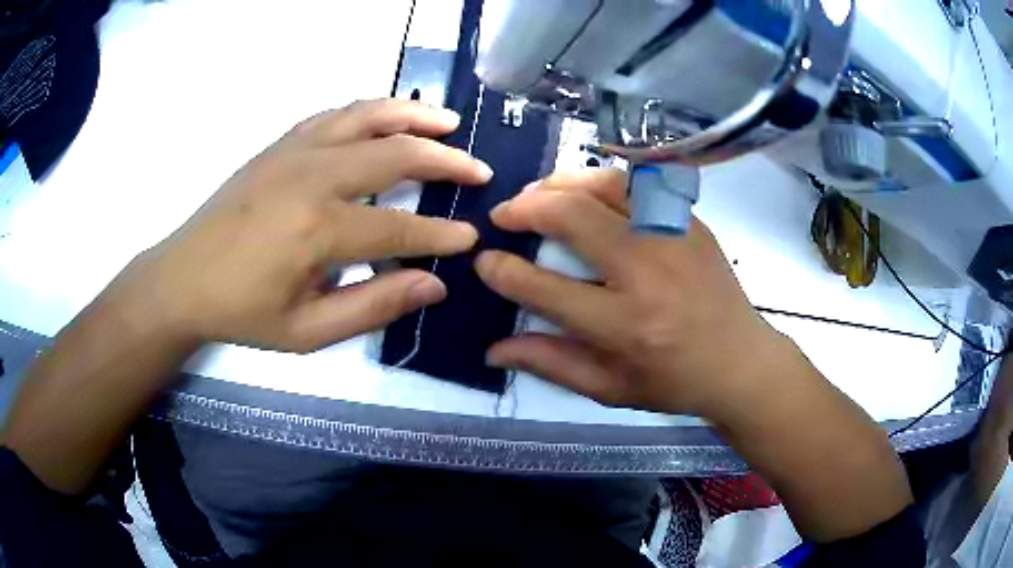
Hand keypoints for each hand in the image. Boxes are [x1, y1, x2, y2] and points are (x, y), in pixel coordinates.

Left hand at [125, 99, 491, 351]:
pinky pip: (336, 114)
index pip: (398, 227)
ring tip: (450, 121)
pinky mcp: (280, 143)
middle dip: (445, 161)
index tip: (470, 238)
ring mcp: (294, 151)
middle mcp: (312, 176)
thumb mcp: (307, 331)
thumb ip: (373, 306)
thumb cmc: (242, 312)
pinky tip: (389, 117)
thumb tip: (434, 285)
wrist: (183, 278)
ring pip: (368, 116)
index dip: (439, 235)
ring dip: (415, 116)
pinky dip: (371, 110)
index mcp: (317, 230)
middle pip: (395, 154)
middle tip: (478, 171)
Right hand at [475, 170, 793, 419]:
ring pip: (605, 185)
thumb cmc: (674, 382)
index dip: (503, 270)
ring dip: (561, 183)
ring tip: (539, 194)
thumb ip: (550, 363)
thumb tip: (493, 348)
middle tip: (505, 214)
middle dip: (525, 208)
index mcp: (625, 325)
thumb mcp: (610, 389)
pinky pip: (638, 183)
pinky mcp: (690, 221)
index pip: (545, 288)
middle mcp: (648, 272)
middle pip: (573, 217)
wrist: (741, 361)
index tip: (485, 260)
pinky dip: (602, 180)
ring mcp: (674, 237)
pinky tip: (587, 191)